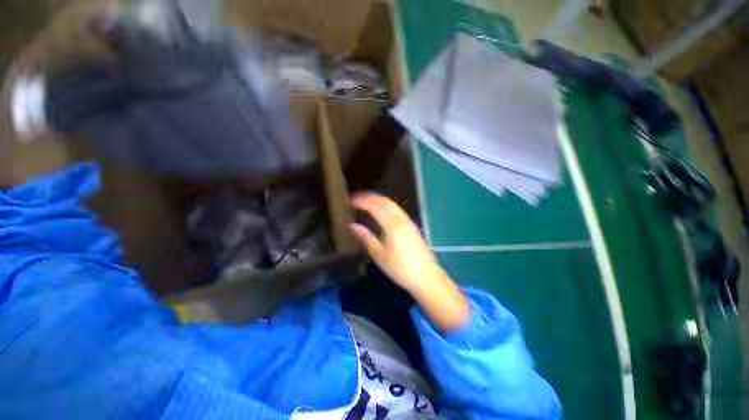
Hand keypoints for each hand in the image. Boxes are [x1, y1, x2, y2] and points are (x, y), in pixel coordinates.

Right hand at [350, 192, 469, 332]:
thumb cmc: (400, 268)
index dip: (363, 201)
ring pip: (392, 204)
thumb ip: (366, 237)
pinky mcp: (412, 226)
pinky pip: (397, 210)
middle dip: (370, 197)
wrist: (426, 277)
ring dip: (379, 200)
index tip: (351, 201)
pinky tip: (381, 212)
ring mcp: (409, 222)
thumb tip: (353, 225)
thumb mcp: (379, 255)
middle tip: (357, 199)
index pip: (376, 206)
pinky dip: (386, 206)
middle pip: (385, 201)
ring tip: (366, 203)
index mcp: (393, 225)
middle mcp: (402, 219)